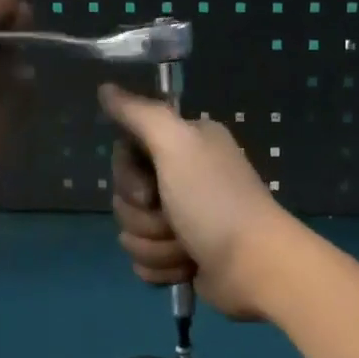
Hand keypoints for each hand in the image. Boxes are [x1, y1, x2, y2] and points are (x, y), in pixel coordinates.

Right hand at [99, 84, 300, 321]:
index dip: (127, 176)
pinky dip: (162, 268)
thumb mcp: (177, 144)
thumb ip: (139, 114)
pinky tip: (187, 268)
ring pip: (132, 232)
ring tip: (186, 248)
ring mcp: (183, 219)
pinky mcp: (182, 255)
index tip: (149, 188)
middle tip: (173, 220)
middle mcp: (184, 176)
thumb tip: (105, 88)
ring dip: (155, 246)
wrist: (253, 265)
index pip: (126, 153)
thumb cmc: (214, 201)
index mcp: (185, 145)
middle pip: (125, 196)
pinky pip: (144, 261)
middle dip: (144, 217)